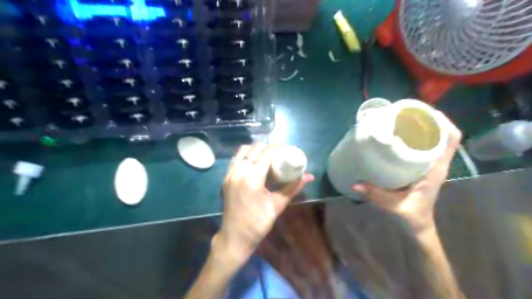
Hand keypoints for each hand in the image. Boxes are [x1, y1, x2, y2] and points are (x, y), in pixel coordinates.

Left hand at [217, 144, 314, 258]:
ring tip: (268, 157)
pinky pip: (236, 159)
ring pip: (243, 151)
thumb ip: (293, 188)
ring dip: (256, 150)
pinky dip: (246, 156)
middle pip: (254, 149)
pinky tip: (255, 164)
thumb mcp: (277, 205)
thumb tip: (309, 176)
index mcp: (252, 178)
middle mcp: (238, 172)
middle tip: (280, 154)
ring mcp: (230, 174)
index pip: (266, 154)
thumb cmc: (258, 223)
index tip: (288, 150)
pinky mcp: (226, 178)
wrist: (234, 237)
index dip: (278, 149)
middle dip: (268, 148)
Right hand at [353, 113, 461, 232]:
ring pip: (434, 138)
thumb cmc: (411, 215)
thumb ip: (375, 195)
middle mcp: (436, 164)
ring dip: (423, 126)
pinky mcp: (422, 167)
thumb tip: (355, 184)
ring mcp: (430, 165)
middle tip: (406, 112)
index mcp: (436, 170)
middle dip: (429, 119)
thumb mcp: (394, 206)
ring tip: (402, 118)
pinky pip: (425, 146)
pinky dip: (416, 136)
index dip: (443, 121)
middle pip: (443, 133)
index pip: (451, 139)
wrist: (417, 225)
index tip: (424, 111)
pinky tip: (399, 134)